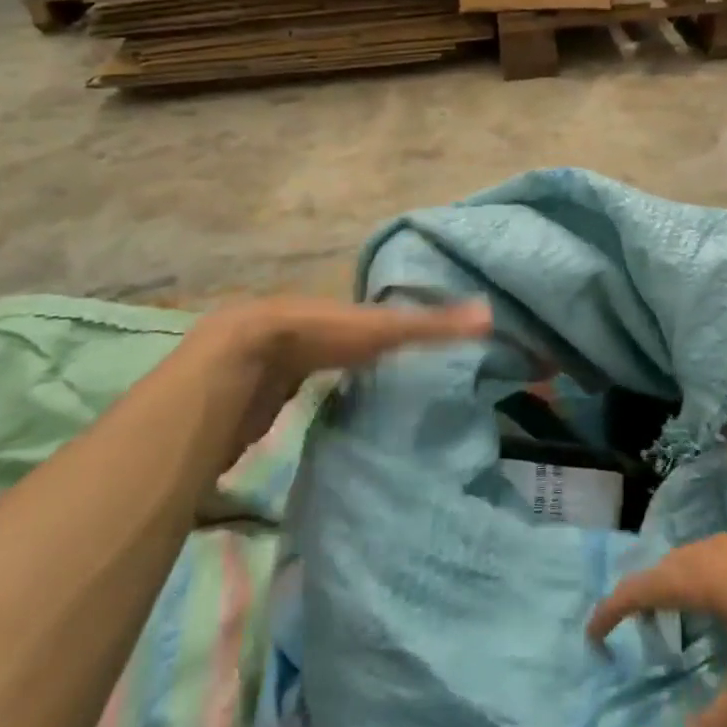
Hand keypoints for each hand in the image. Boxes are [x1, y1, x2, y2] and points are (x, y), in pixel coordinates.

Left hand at [184, 295, 491, 461]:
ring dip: (329, 376)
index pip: (369, 316)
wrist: (238, 364)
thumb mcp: (382, 330)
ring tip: (364, 398)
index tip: (417, 344)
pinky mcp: (254, 395)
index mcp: (332, 310)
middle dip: (359, 355)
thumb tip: (489, 314)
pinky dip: (304, 400)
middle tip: (395, 375)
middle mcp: (304, 328)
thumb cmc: (316, 337)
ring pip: (309, 366)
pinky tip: (318, 416)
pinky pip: (287, 393)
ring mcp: (274, 361)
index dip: (392, 326)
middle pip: (337, 341)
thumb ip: (432, 325)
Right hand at [587, 509, 726, 726]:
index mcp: (702, 575)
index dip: (614, 607)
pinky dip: (718, 570)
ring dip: (682, 579)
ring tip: (681, 606)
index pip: (642, 587)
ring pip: (702, 555)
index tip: (593, 629)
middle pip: (668, 566)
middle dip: (646, 593)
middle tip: (635, 623)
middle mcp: (718, 548)